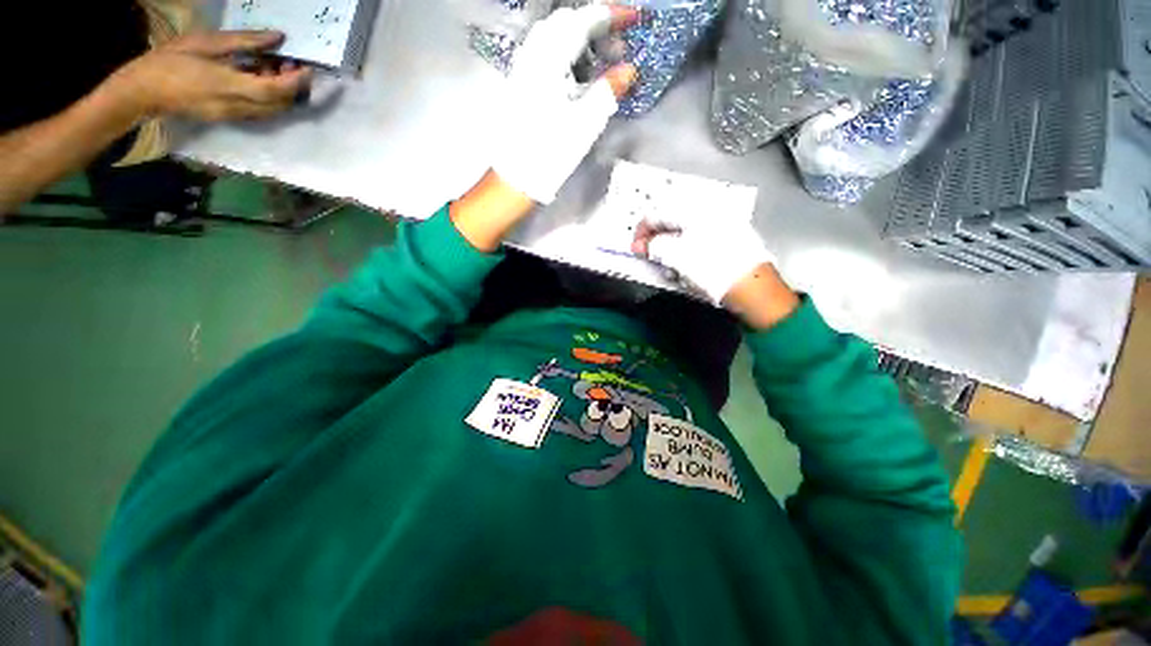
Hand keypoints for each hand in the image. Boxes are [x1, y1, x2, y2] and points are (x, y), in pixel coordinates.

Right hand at [106, 31, 312, 121]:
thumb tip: (278, 38)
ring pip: (273, 110)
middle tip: (291, 64)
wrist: (142, 92)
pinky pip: (260, 111)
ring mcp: (234, 117)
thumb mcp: (206, 42)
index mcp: (228, 86)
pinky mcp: (230, 119)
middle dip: (293, 87)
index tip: (307, 68)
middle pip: (280, 104)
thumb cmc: (170, 60)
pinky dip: (269, 97)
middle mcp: (237, 108)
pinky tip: (260, 77)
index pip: (274, 90)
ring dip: (282, 93)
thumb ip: (244, 42)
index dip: (295, 81)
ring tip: (275, 67)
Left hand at [492, 5, 639, 203]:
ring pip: (552, 37)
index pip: (582, 22)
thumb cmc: (551, 152)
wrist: (516, 177)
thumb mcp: (585, 124)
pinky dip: (564, 54)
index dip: (611, 16)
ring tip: (599, 63)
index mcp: (549, 61)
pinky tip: (575, 75)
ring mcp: (522, 69)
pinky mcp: (519, 84)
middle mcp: (532, 56)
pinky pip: (543, 54)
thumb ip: (608, 91)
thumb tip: (628, 70)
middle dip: (594, 27)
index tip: (634, 19)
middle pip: (565, 22)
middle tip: (616, 48)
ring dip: (579, 41)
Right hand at [632, 217, 798, 328]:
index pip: (658, 213)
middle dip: (657, 241)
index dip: (642, 231)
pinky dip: (687, 253)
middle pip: (671, 222)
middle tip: (651, 257)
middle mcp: (709, 211)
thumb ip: (653, 246)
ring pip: (684, 233)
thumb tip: (641, 245)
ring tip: (672, 269)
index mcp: (695, 209)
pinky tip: (688, 269)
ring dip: (671, 250)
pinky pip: (698, 241)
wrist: (752, 288)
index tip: (636, 247)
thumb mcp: (676, 255)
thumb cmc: (713, 268)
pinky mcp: (728, 239)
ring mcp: (721, 225)